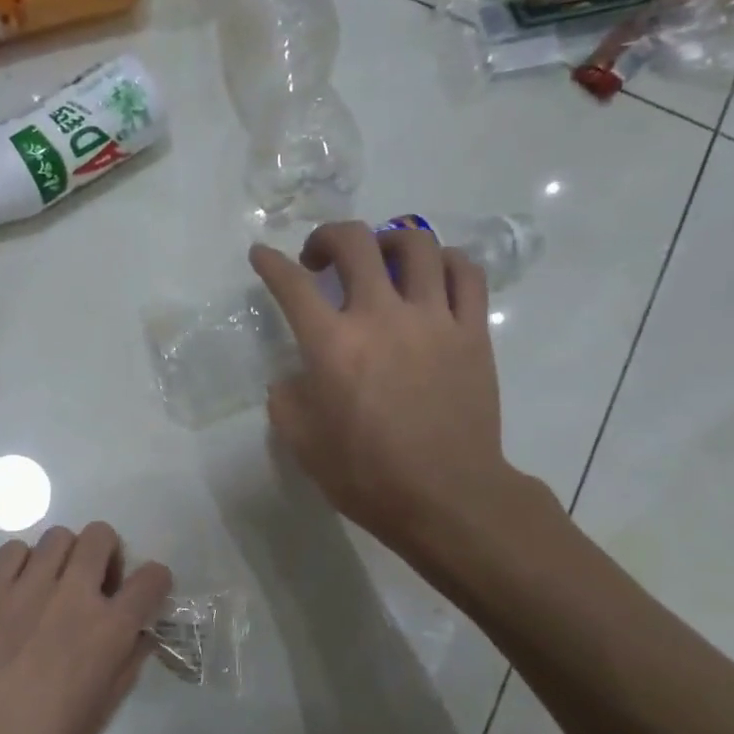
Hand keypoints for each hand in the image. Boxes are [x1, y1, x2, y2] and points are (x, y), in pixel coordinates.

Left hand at [0, 523, 171, 733]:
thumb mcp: (99, 713)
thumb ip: (127, 665)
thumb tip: (141, 635)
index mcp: (108, 629)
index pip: (152, 578)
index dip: (155, 581)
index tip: (142, 595)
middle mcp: (72, 595)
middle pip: (101, 536)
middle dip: (106, 555)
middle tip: (92, 585)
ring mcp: (27, 585)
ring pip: (59, 536)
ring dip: (64, 557)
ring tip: (50, 586)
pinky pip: (14, 549)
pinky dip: (22, 562)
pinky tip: (15, 591)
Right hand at [250, 223, 526, 560]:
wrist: (445, 497)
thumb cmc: (366, 475)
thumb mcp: (302, 443)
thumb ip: (287, 399)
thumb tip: (293, 376)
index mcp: (332, 344)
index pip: (291, 285)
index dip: (269, 262)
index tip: (261, 255)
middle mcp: (381, 316)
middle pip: (355, 243)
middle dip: (327, 237)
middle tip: (319, 258)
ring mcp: (433, 319)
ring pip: (416, 244)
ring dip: (387, 241)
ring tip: (379, 260)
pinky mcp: (472, 332)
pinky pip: (465, 274)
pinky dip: (445, 261)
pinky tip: (432, 275)